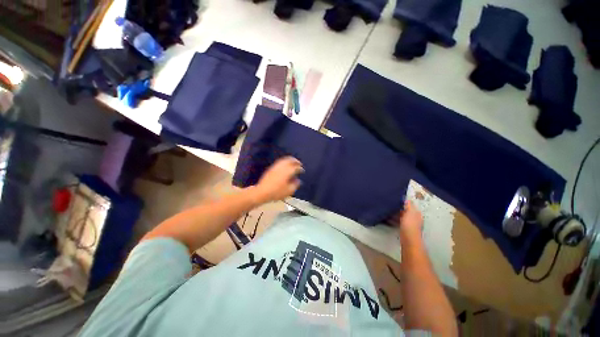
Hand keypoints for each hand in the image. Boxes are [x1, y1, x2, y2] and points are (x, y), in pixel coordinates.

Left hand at [254, 157, 302, 202]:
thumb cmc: (277, 192)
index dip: (300, 168)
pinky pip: (280, 162)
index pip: (296, 167)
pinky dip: (284, 161)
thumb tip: (298, 180)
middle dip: (296, 161)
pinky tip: (285, 165)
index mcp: (288, 172)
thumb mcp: (289, 191)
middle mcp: (282, 167)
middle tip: (299, 163)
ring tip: (293, 163)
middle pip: (290, 160)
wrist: (262, 192)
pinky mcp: (271, 168)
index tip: (302, 171)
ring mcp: (276, 167)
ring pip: (284, 160)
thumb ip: (295, 185)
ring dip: (290, 160)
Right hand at [389, 201, 422, 237]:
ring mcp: (409, 224)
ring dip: (395, 213)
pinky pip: (398, 221)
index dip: (404, 202)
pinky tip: (388, 218)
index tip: (395, 199)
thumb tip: (406, 199)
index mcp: (417, 213)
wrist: (408, 239)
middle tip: (390, 204)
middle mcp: (414, 218)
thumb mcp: (409, 212)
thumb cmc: (410, 224)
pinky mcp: (404, 229)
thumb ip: (408, 205)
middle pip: (406, 211)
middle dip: (399, 208)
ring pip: (401, 216)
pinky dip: (393, 219)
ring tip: (387, 210)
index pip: (410, 205)